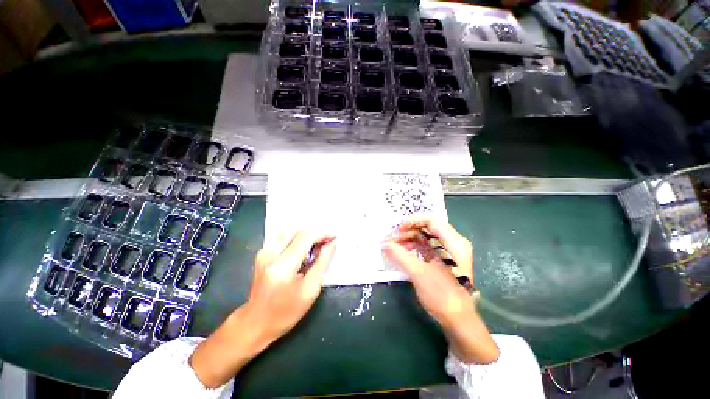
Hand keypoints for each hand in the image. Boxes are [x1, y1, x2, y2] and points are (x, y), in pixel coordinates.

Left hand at [190, 232, 335, 387]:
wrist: (256, 323)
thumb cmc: (287, 311)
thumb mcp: (311, 289)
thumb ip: (323, 262)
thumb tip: (332, 243)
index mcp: (283, 266)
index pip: (306, 237)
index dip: (323, 233)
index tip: (335, 236)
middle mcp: (270, 254)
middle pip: (297, 230)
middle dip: (315, 233)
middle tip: (326, 242)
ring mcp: (264, 252)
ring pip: (290, 231)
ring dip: (306, 235)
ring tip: (316, 246)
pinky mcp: (263, 253)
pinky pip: (284, 238)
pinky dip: (297, 239)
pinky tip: (304, 251)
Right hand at [383, 216, 498, 363]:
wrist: (459, 321)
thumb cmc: (443, 296)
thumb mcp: (419, 274)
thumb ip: (400, 256)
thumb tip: (384, 244)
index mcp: (454, 242)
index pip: (431, 220)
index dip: (413, 221)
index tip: (397, 229)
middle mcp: (452, 242)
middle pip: (427, 227)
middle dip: (407, 231)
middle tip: (391, 239)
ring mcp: (448, 251)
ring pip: (425, 236)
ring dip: (408, 239)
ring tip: (393, 246)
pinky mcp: (442, 259)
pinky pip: (425, 246)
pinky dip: (413, 247)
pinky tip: (401, 252)